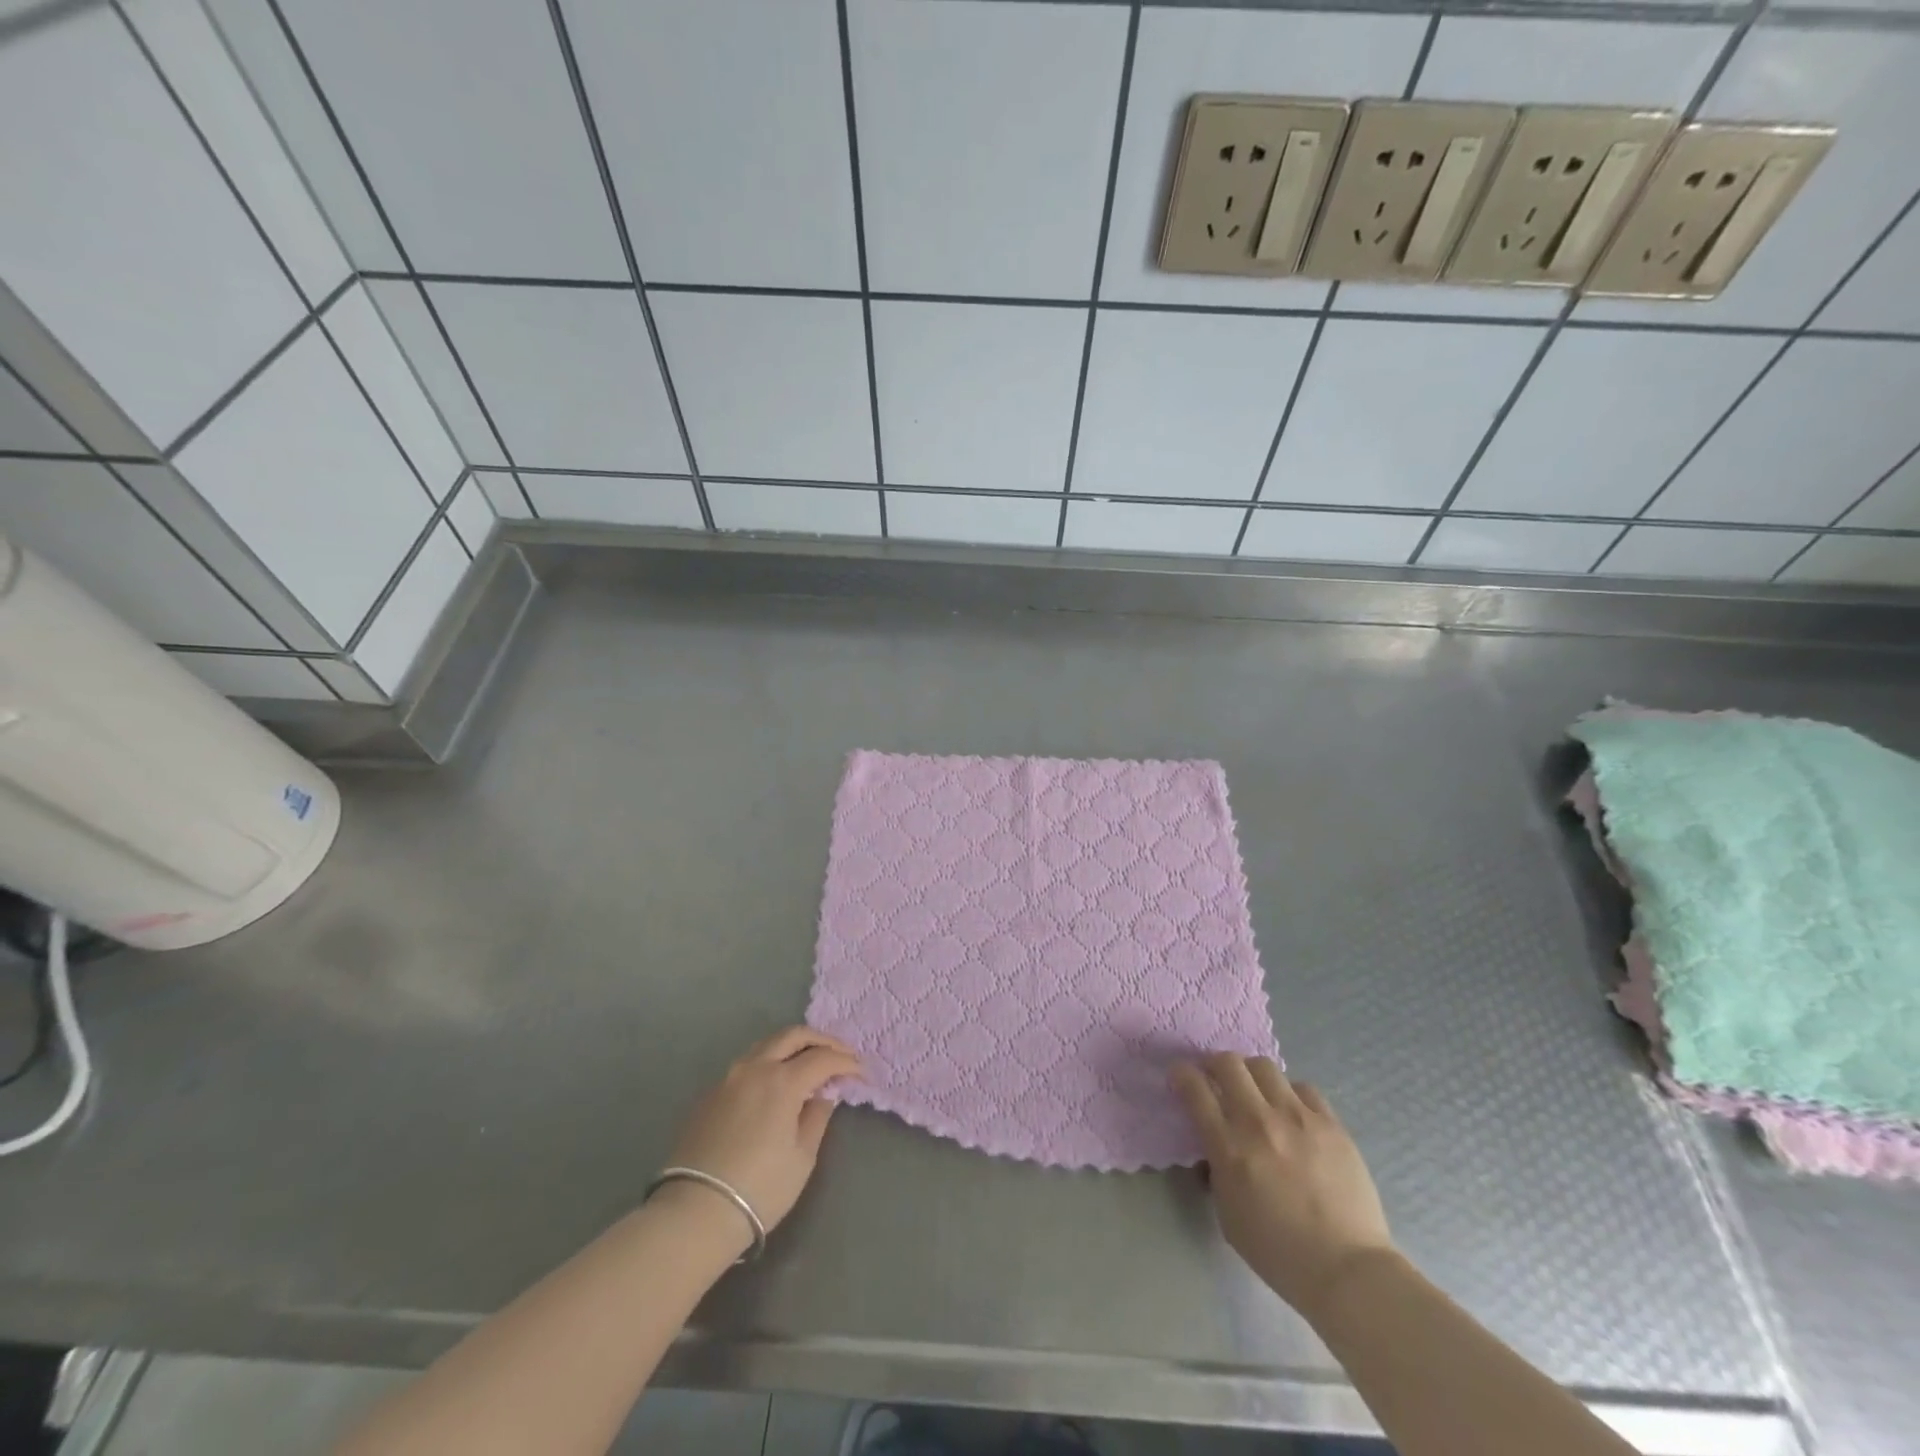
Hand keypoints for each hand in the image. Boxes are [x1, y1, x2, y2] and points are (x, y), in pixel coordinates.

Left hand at [664, 1027, 861, 1241]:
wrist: (694, 1213)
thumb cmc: (759, 1189)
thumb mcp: (802, 1157)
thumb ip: (817, 1117)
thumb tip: (824, 1093)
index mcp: (782, 1081)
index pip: (823, 1058)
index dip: (846, 1062)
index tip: (861, 1073)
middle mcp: (755, 1068)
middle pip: (793, 1035)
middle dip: (822, 1040)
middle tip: (840, 1054)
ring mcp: (728, 1078)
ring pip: (766, 1044)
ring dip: (793, 1046)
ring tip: (809, 1062)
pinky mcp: (710, 1093)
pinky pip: (747, 1063)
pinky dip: (770, 1061)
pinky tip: (776, 1082)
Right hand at [1170, 1054, 1394, 1321]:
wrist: (1347, 1270)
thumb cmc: (1279, 1252)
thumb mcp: (1228, 1214)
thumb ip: (1216, 1171)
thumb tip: (1214, 1145)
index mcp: (1230, 1148)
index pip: (1195, 1089)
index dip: (1181, 1075)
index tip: (1181, 1078)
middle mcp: (1259, 1122)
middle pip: (1227, 1063)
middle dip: (1214, 1065)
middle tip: (1216, 1079)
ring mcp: (1298, 1118)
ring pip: (1264, 1066)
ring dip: (1251, 1074)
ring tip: (1256, 1093)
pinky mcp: (1331, 1123)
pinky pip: (1303, 1088)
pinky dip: (1290, 1094)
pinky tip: (1292, 1113)